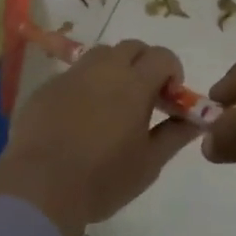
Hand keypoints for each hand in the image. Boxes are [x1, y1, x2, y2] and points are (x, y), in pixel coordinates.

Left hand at [0, 39, 200, 235]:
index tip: (169, 100)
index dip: (172, 72)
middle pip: (131, 48)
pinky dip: (85, 86)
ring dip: (114, 70)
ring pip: (100, 56)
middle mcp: (103, 69)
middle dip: (144, 65)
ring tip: (112, 105)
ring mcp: (71, 75)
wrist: (39, 187)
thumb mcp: (149, 163)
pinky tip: (79, 119)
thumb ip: (175, 135)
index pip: (163, 56)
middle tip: (144, 99)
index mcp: (134, 83)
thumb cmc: (102, 178)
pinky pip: (73, 75)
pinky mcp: (46, 87)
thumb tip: (196, 120)